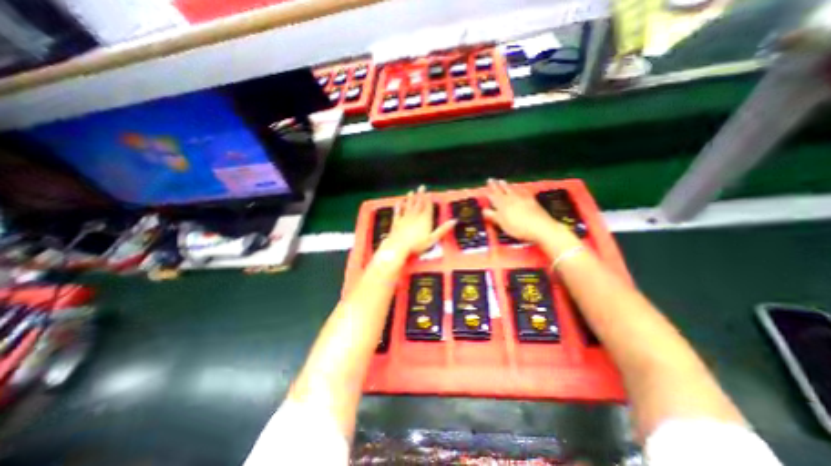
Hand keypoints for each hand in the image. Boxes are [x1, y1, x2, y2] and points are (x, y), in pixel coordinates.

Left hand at [381, 184, 453, 255]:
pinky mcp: (396, 222)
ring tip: (411, 192)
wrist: (399, 247)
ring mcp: (405, 218)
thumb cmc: (417, 245)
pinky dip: (398, 207)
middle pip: (418, 203)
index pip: (428, 207)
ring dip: (410, 198)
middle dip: (420, 195)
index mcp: (425, 219)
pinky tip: (398, 203)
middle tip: (421, 187)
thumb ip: (443, 229)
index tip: (429, 193)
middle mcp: (415, 216)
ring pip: (408, 206)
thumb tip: (454, 221)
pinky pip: (397, 212)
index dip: (428, 199)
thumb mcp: (433, 239)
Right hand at [481, 178, 570, 243]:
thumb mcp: (502, 224)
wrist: (540, 227)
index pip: (493, 196)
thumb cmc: (518, 227)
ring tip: (502, 181)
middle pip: (501, 191)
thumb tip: (484, 210)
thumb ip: (493, 216)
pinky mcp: (531, 201)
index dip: (489, 191)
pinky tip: (519, 189)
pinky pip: (523, 192)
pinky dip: (519, 189)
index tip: (486, 185)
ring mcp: (522, 199)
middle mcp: (511, 199)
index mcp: (502, 205)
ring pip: (511, 190)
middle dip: (496, 185)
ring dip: (506, 185)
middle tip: (491, 179)